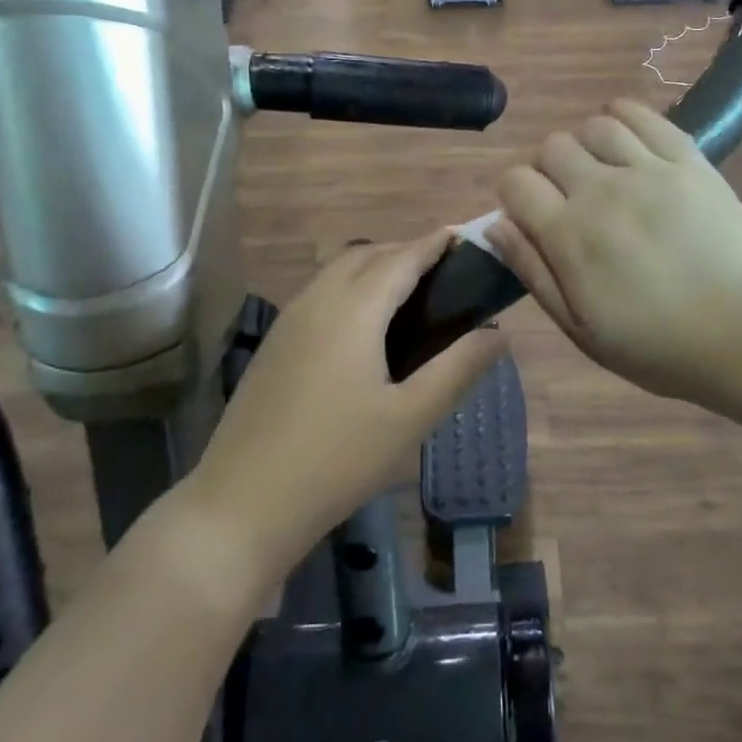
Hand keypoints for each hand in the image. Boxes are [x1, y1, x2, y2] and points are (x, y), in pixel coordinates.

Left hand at [184, 232, 505, 583]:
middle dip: (406, 250)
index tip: (463, 237)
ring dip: (375, 265)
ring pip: (338, 270)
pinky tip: (364, 324)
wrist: (242, 504)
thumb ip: (458, 369)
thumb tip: (499, 334)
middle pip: (367, 254)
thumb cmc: (337, 460)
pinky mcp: (275, 343)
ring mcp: (290, 320)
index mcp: (354, 310)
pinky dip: (351, 285)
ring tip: (410, 292)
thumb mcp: (410, 418)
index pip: (401, 258)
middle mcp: (318, 300)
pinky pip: (321, 291)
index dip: (433, 243)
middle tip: (445, 270)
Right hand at [489, 100, 741, 404]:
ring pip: (596, 125)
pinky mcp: (689, 161)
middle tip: (572, 199)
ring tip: (603, 170)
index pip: (515, 182)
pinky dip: (626, 116)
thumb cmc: (657, 345)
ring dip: (588, 145)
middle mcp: (602, 191)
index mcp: (570, 235)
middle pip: (552, 147)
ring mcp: (649, 170)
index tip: (533, 217)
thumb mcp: (580, 329)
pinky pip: (646, 117)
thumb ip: (533, 271)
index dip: (515, 196)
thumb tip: (495, 225)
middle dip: (549, 169)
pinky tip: (626, 136)